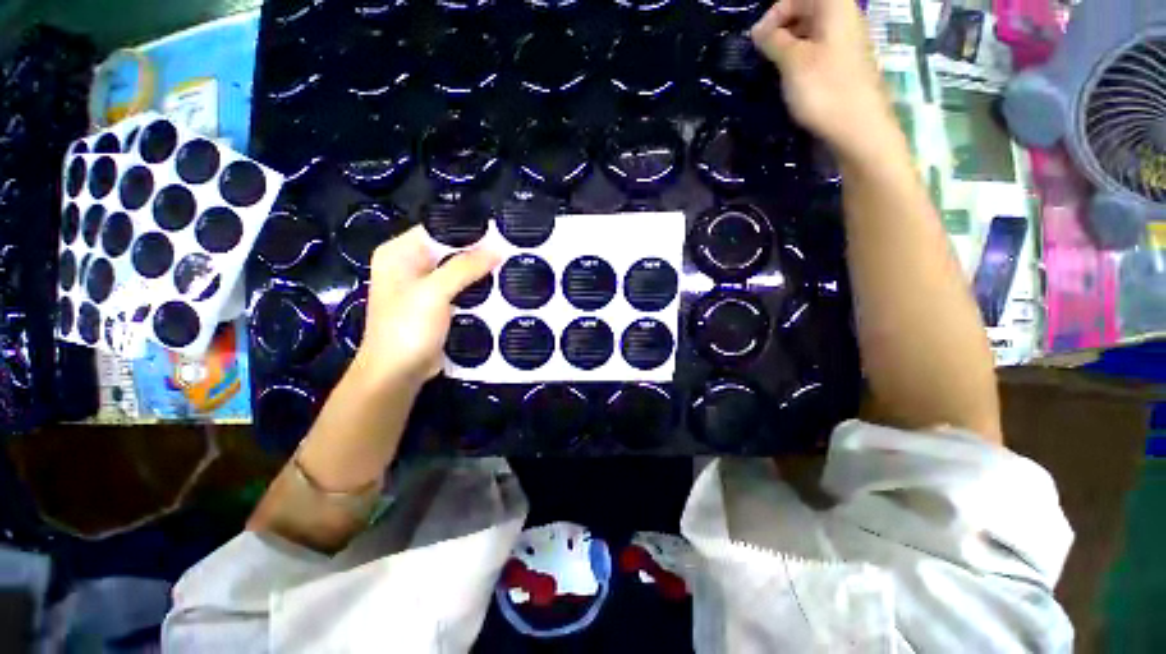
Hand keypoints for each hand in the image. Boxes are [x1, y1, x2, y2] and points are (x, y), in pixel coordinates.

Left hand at [353, 225, 499, 389]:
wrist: (398, 374)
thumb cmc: (406, 329)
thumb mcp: (433, 292)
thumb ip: (465, 267)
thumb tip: (497, 248)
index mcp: (400, 253)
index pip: (439, 229)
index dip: (469, 229)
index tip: (501, 231)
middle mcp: (412, 265)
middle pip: (451, 250)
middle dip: (480, 251)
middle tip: (512, 249)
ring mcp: (426, 287)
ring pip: (460, 271)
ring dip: (482, 272)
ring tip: (513, 265)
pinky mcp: (439, 306)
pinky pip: (463, 290)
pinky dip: (479, 289)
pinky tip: (501, 287)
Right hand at [751, 0, 894, 160]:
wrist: (858, 126)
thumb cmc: (824, 89)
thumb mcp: (792, 61)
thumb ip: (773, 40)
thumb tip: (758, 31)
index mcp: (834, 6)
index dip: (772, 15)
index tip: (756, 42)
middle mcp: (843, 16)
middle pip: (805, 10)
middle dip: (780, 29)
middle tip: (762, 56)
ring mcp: (846, 40)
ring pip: (810, 31)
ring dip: (788, 46)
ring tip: (773, 68)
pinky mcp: (845, 62)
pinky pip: (818, 49)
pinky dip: (800, 58)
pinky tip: (790, 77)